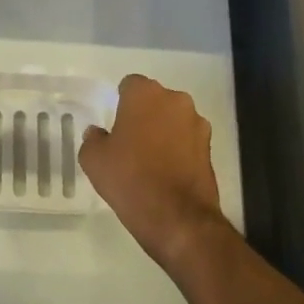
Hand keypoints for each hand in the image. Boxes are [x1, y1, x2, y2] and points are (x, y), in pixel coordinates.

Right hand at [80, 75, 230, 272]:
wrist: (178, 219)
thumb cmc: (130, 179)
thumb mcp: (94, 160)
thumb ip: (93, 139)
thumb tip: (98, 133)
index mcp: (145, 94)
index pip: (130, 84)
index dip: (120, 101)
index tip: (114, 122)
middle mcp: (176, 101)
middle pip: (155, 100)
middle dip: (144, 114)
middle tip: (129, 139)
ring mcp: (198, 125)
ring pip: (174, 120)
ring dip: (163, 131)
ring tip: (150, 159)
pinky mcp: (210, 149)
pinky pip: (187, 141)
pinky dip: (178, 149)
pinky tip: (166, 172)